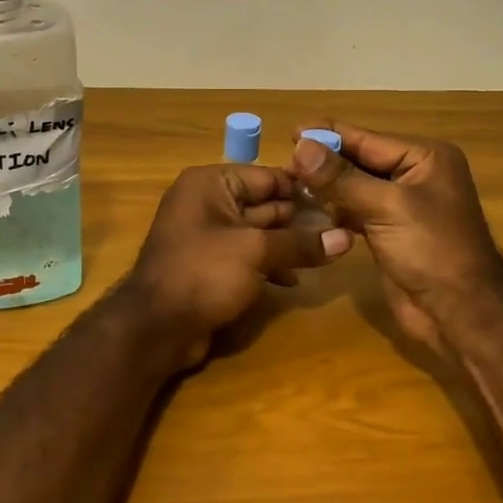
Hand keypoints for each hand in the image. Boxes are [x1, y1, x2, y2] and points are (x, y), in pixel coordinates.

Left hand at [121, 164, 351, 361]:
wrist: (156, 327)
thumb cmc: (203, 272)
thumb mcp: (256, 251)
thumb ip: (300, 243)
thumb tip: (346, 238)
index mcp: (211, 184)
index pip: (267, 176)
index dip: (304, 189)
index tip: (341, 201)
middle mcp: (207, 202)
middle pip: (264, 203)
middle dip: (300, 219)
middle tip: (341, 230)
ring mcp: (208, 235)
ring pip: (258, 232)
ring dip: (288, 244)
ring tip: (326, 255)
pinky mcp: (211, 265)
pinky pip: (247, 256)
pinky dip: (270, 264)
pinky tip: (295, 280)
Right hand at [288, 124, 502, 355]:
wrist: (460, 313)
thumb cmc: (432, 250)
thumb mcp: (386, 207)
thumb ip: (341, 178)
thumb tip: (301, 145)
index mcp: (424, 158)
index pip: (367, 139)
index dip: (328, 135)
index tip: (289, 131)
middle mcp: (414, 175)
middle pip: (358, 160)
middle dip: (323, 162)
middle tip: (282, 162)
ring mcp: (401, 205)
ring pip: (353, 186)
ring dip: (324, 187)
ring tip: (287, 183)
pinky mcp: (388, 231)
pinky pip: (354, 210)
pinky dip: (333, 210)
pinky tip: (306, 209)